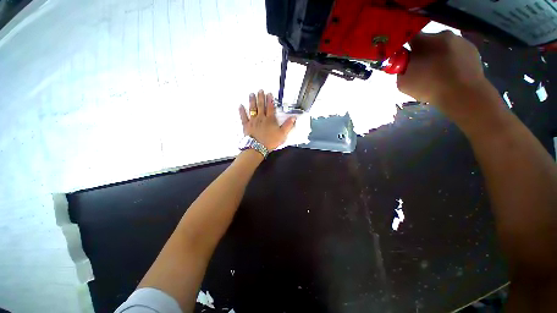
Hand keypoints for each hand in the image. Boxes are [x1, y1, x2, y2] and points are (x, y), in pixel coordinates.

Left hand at [238, 90, 295, 150]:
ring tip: (251, 94)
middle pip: (261, 106)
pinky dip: (242, 111)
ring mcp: (253, 121)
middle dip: (260, 97)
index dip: (270, 100)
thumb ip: (288, 125)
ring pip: (252, 109)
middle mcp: (261, 118)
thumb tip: (293, 118)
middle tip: (260, 90)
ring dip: (252, 101)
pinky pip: (243, 117)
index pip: (270, 107)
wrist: (258, 147)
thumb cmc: (270, 141)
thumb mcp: (282, 134)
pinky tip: (240, 106)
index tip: (269, 93)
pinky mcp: (246, 125)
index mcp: (270, 119)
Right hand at [397, 31, 498, 123]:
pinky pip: (457, 51)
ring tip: (440, 72)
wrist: (463, 93)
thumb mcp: (403, 83)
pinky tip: (452, 73)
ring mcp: (460, 40)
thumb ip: (401, 71)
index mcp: (423, 42)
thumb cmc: (429, 87)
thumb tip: (405, 66)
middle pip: (428, 41)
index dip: (406, 48)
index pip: (410, 38)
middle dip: (424, 52)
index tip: (406, 59)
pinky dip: (452, 59)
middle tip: (423, 68)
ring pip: (444, 45)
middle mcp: (442, 35)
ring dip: (439, 55)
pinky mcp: (472, 48)